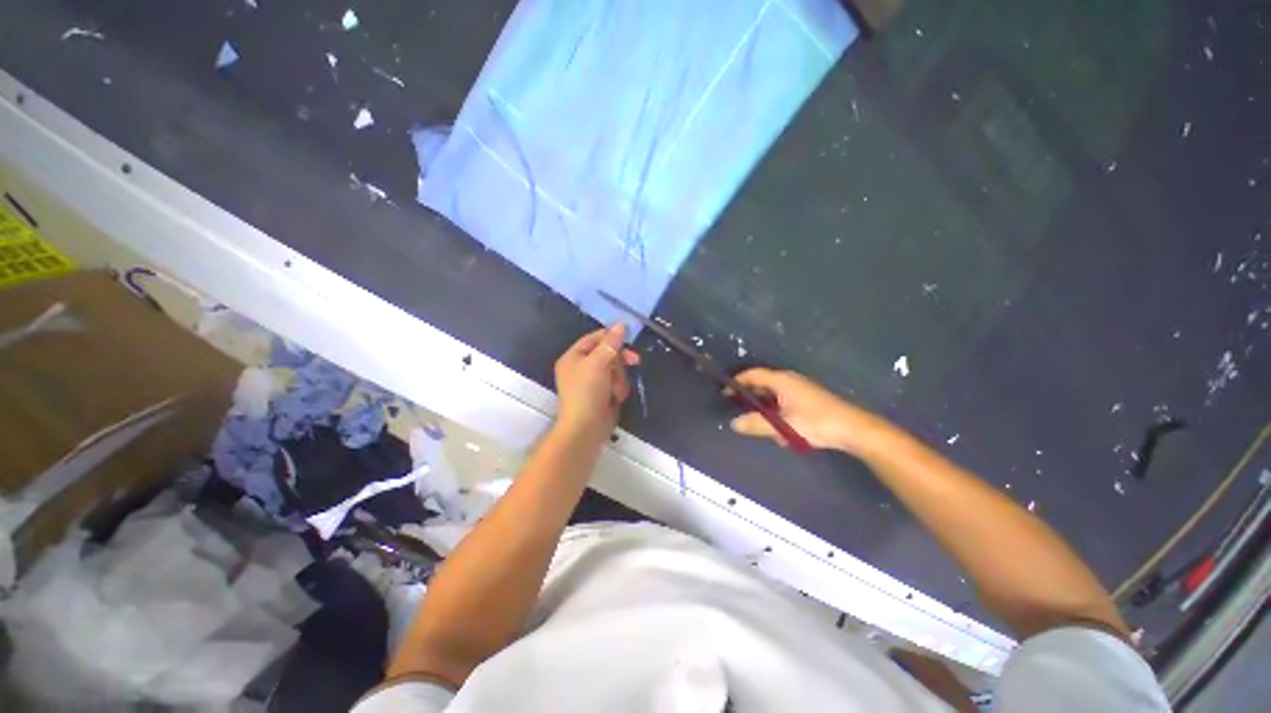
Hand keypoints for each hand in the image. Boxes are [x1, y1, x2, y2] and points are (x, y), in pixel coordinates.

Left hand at [554, 323, 640, 436]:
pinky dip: (619, 389)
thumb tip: (621, 324)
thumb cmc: (587, 392)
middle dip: (619, 362)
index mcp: (574, 357)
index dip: (611, 337)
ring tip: (615, 390)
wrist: (586, 428)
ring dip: (620, 378)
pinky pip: (617, 382)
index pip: (595, 338)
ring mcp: (593, 381)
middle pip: (608, 353)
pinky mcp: (603, 393)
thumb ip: (610, 343)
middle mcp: (582, 367)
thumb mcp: (597, 363)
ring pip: (616, 369)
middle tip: (635, 360)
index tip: (628, 338)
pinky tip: (616, 398)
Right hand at [729, 368, 893, 455]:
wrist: (854, 429)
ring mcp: (800, 390)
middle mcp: (789, 380)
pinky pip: (785, 403)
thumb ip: (756, 424)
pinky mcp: (808, 400)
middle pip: (762, 384)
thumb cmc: (816, 422)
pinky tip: (783, 433)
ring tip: (763, 428)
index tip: (725, 393)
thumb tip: (733, 423)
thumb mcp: (783, 425)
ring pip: (774, 396)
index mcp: (781, 380)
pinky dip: (778, 414)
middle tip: (739, 410)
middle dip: (750, 398)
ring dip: (766, 410)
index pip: (753, 374)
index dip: (737, 382)